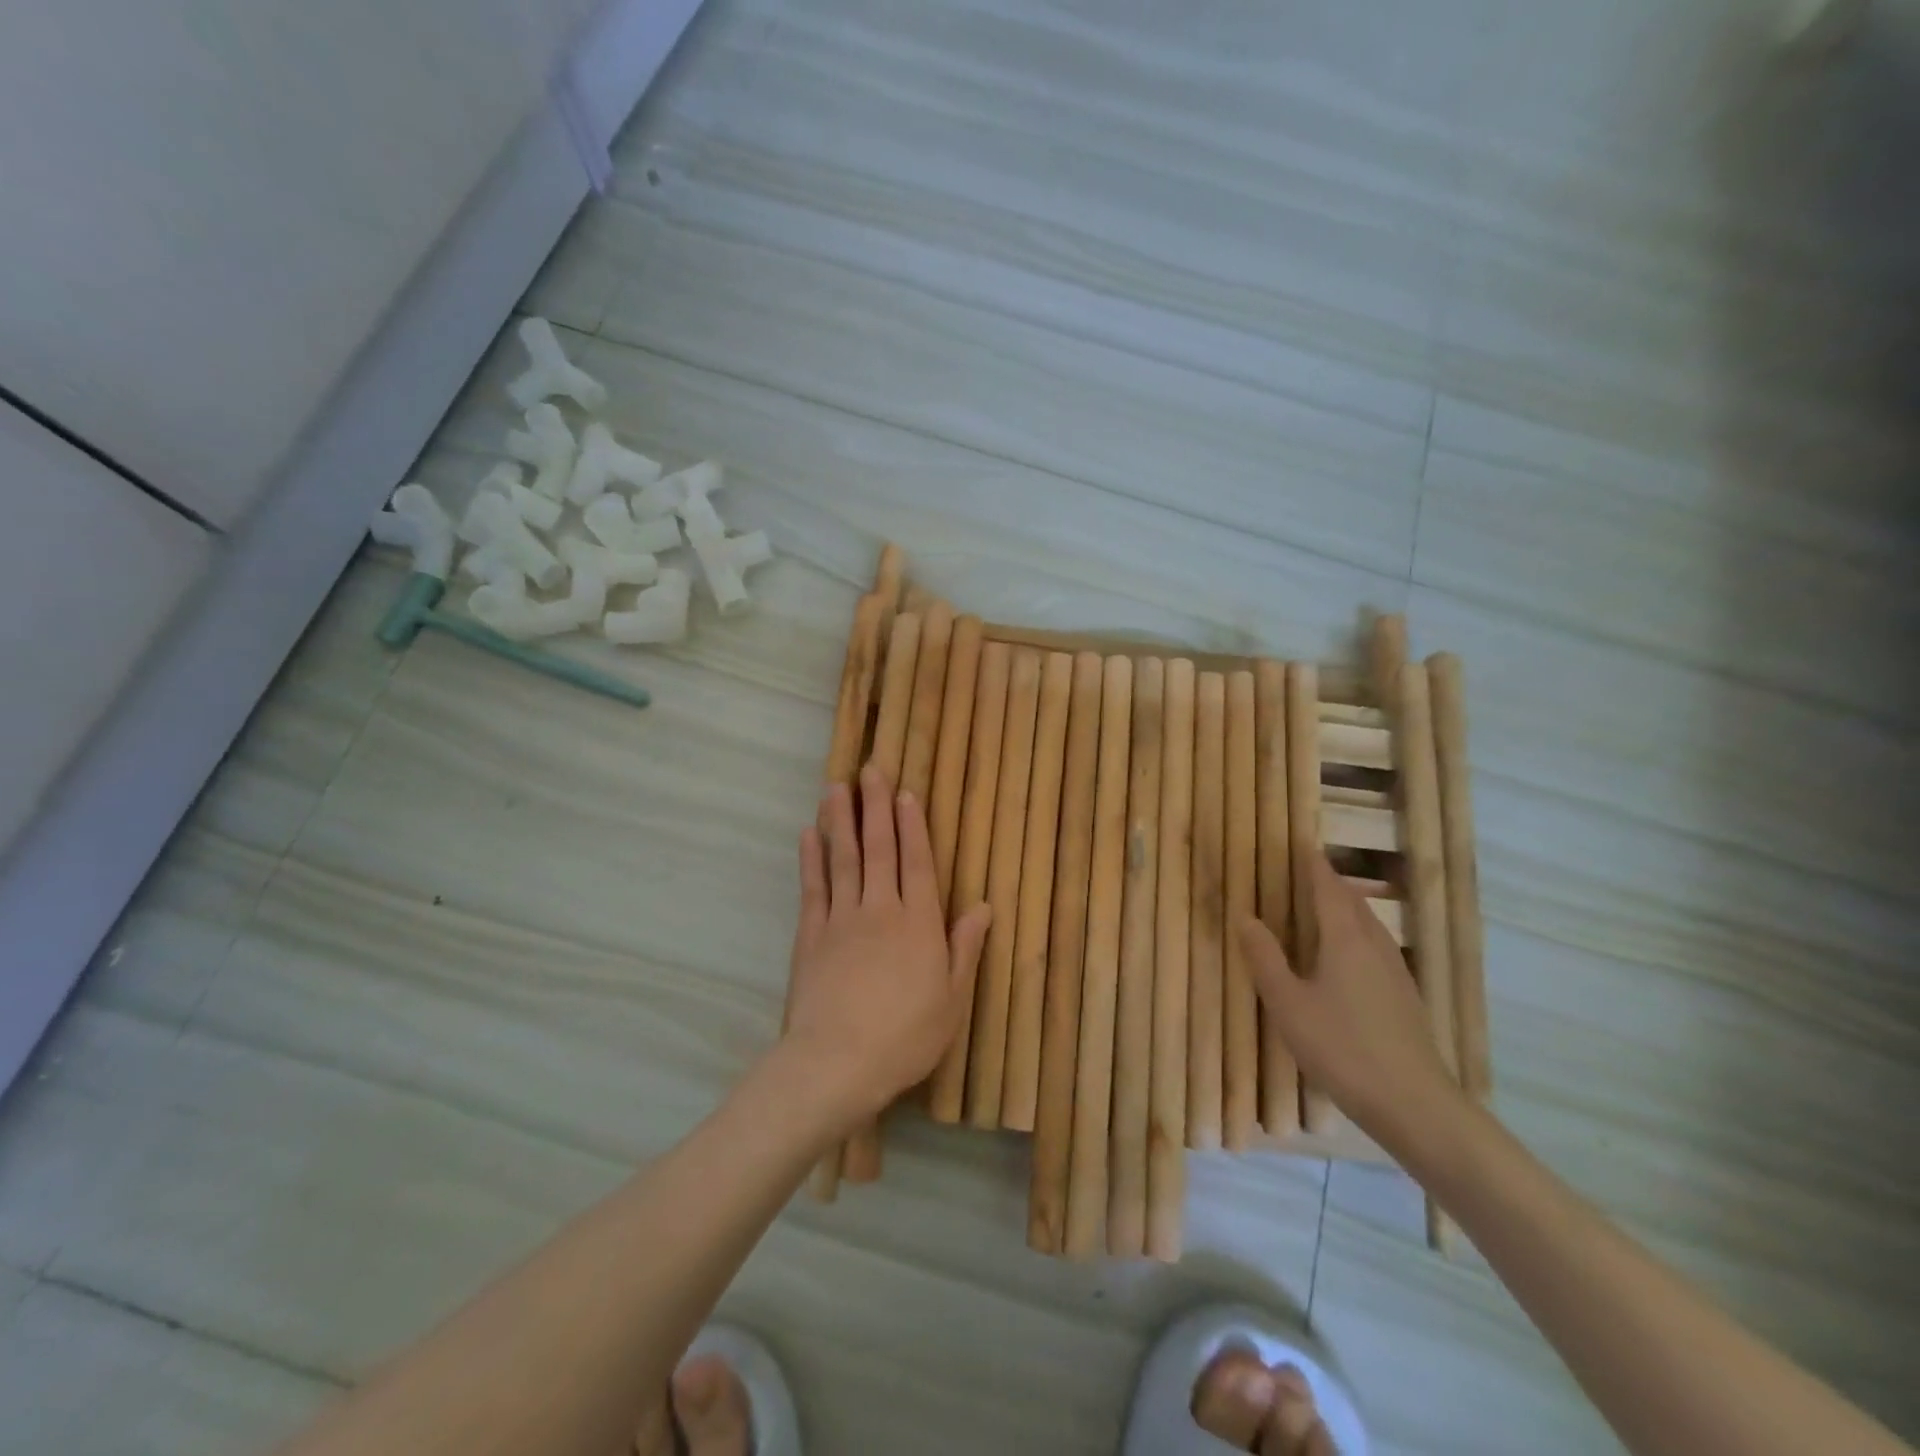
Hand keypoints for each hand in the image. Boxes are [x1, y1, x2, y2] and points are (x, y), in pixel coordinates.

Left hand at [782, 764, 991, 1130]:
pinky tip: (809, 834)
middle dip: (875, 807)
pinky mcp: (810, 935)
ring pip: (844, 858)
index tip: (905, 792)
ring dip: (841, 821)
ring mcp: (842, 918)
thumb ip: (965, 948)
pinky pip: (813, 887)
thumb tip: (984, 906)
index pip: (917, 862)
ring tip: (836, 787)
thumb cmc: (906, 1036)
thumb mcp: (952, 999)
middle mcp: (881, 909)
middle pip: (879, 848)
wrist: (838, 1062)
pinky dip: (811, 859)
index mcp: (919, 923)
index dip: (912, 825)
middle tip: (869, 770)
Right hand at [1237, 853, 1461, 1149]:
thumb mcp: (1288, 1004)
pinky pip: (1377, 948)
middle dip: (1331, 883)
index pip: (1328, 889)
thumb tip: (1246, 917)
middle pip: (1353, 902)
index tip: (1302, 844)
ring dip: (1347, 908)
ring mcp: (1396, 972)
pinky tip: (1349, 957)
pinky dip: (1358, 935)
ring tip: (1325, 907)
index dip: (1314, 865)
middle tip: (1307, 873)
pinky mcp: (1406, 998)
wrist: (1415, 1105)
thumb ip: (1266, 958)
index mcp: (1345, 939)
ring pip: (1369, 925)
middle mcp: (1374, 946)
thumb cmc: (1342, 1048)